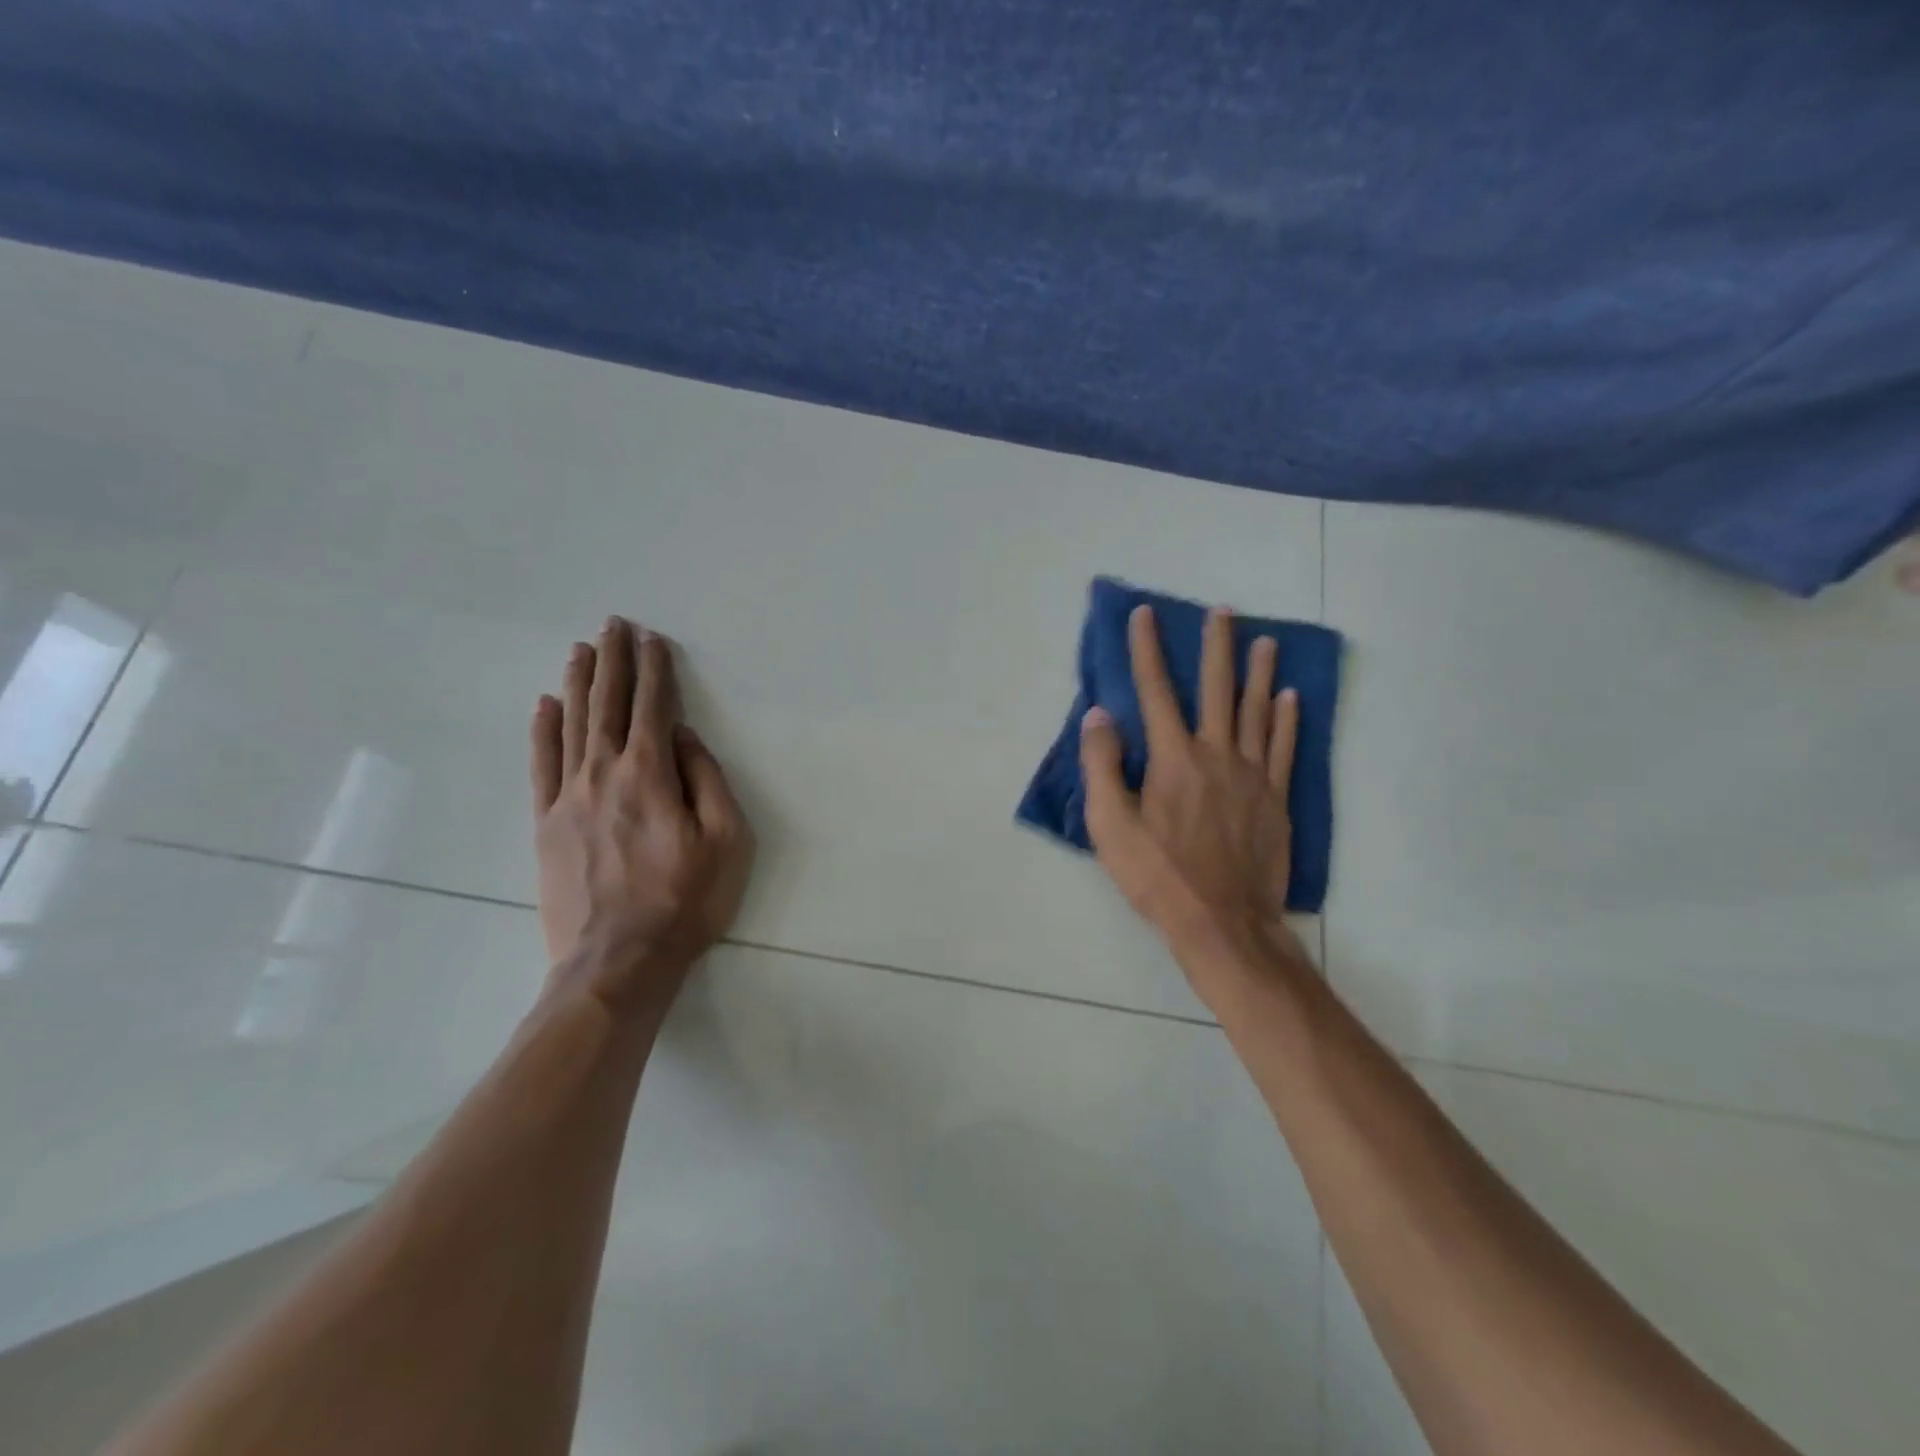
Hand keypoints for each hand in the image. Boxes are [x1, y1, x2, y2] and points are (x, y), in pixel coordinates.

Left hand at [530, 616, 753, 1016]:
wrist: (617, 961)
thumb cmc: (685, 901)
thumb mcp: (726, 841)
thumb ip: (706, 781)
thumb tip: (682, 738)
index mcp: (650, 775)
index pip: (653, 708)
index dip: (655, 671)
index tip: (653, 640)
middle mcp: (603, 773)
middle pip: (607, 705)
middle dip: (614, 662)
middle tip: (614, 625)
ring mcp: (567, 798)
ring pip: (571, 725)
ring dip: (578, 684)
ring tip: (582, 650)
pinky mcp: (545, 824)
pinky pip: (541, 764)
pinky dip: (542, 730)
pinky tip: (544, 705)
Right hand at [1080, 604, 1311, 1003]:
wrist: (1222, 921)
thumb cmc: (1158, 875)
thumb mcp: (1110, 825)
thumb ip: (1102, 765)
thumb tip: (1099, 715)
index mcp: (1173, 758)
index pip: (1155, 691)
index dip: (1147, 650)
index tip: (1145, 615)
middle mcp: (1215, 754)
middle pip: (1216, 688)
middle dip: (1216, 647)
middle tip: (1223, 611)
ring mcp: (1252, 775)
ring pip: (1257, 710)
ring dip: (1259, 673)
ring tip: (1264, 640)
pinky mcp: (1275, 799)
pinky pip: (1283, 747)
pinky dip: (1288, 718)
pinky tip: (1291, 697)